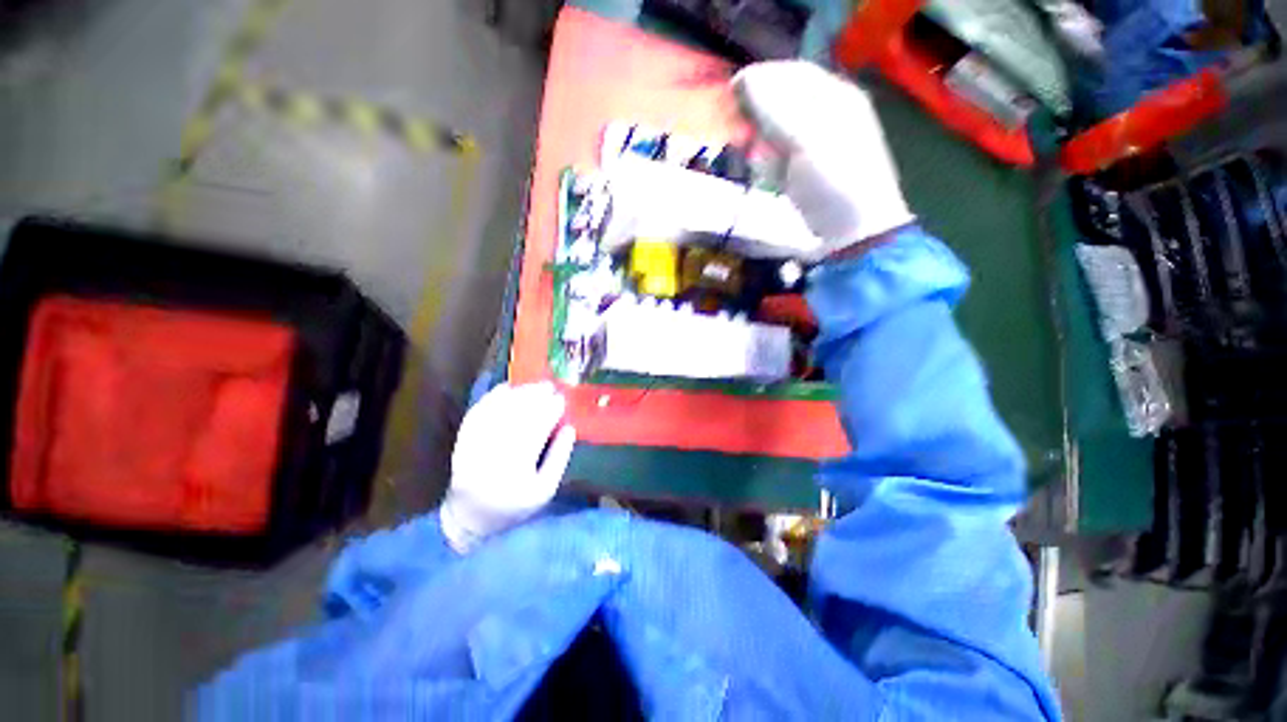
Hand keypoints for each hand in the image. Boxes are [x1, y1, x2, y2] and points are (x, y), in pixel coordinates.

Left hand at [440, 382, 576, 552]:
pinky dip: (492, 398)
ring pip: (498, 411)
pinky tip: (506, 388)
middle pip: (516, 416)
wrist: (470, 516)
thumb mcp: (545, 490)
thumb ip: (559, 458)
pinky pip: (477, 412)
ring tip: (533, 386)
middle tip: (550, 386)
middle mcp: (493, 453)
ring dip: (517, 394)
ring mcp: (474, 444)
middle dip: (535, 397)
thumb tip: (570, 428)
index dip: (550, 411)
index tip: (562, 399)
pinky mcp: (462, 439)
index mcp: (516, 467)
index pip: (536, 430)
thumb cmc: (514, 505)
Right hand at [733, 61, 913, 254]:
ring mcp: (818, 144)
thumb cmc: (835, 182)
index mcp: (836, 96)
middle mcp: (829, 113)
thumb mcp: (806, 140)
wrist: (853, 231)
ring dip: (762, 141)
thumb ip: (776, 109)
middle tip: (739, 131)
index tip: (731, 93)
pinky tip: (768, 174)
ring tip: (754, 157)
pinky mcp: (808, 170)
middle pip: (784, 101)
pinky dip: (769, 162)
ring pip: (779, 130)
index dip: (761, 78)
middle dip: (759, 115)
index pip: (792, 73)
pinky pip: (781, 155)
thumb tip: (744, 79)